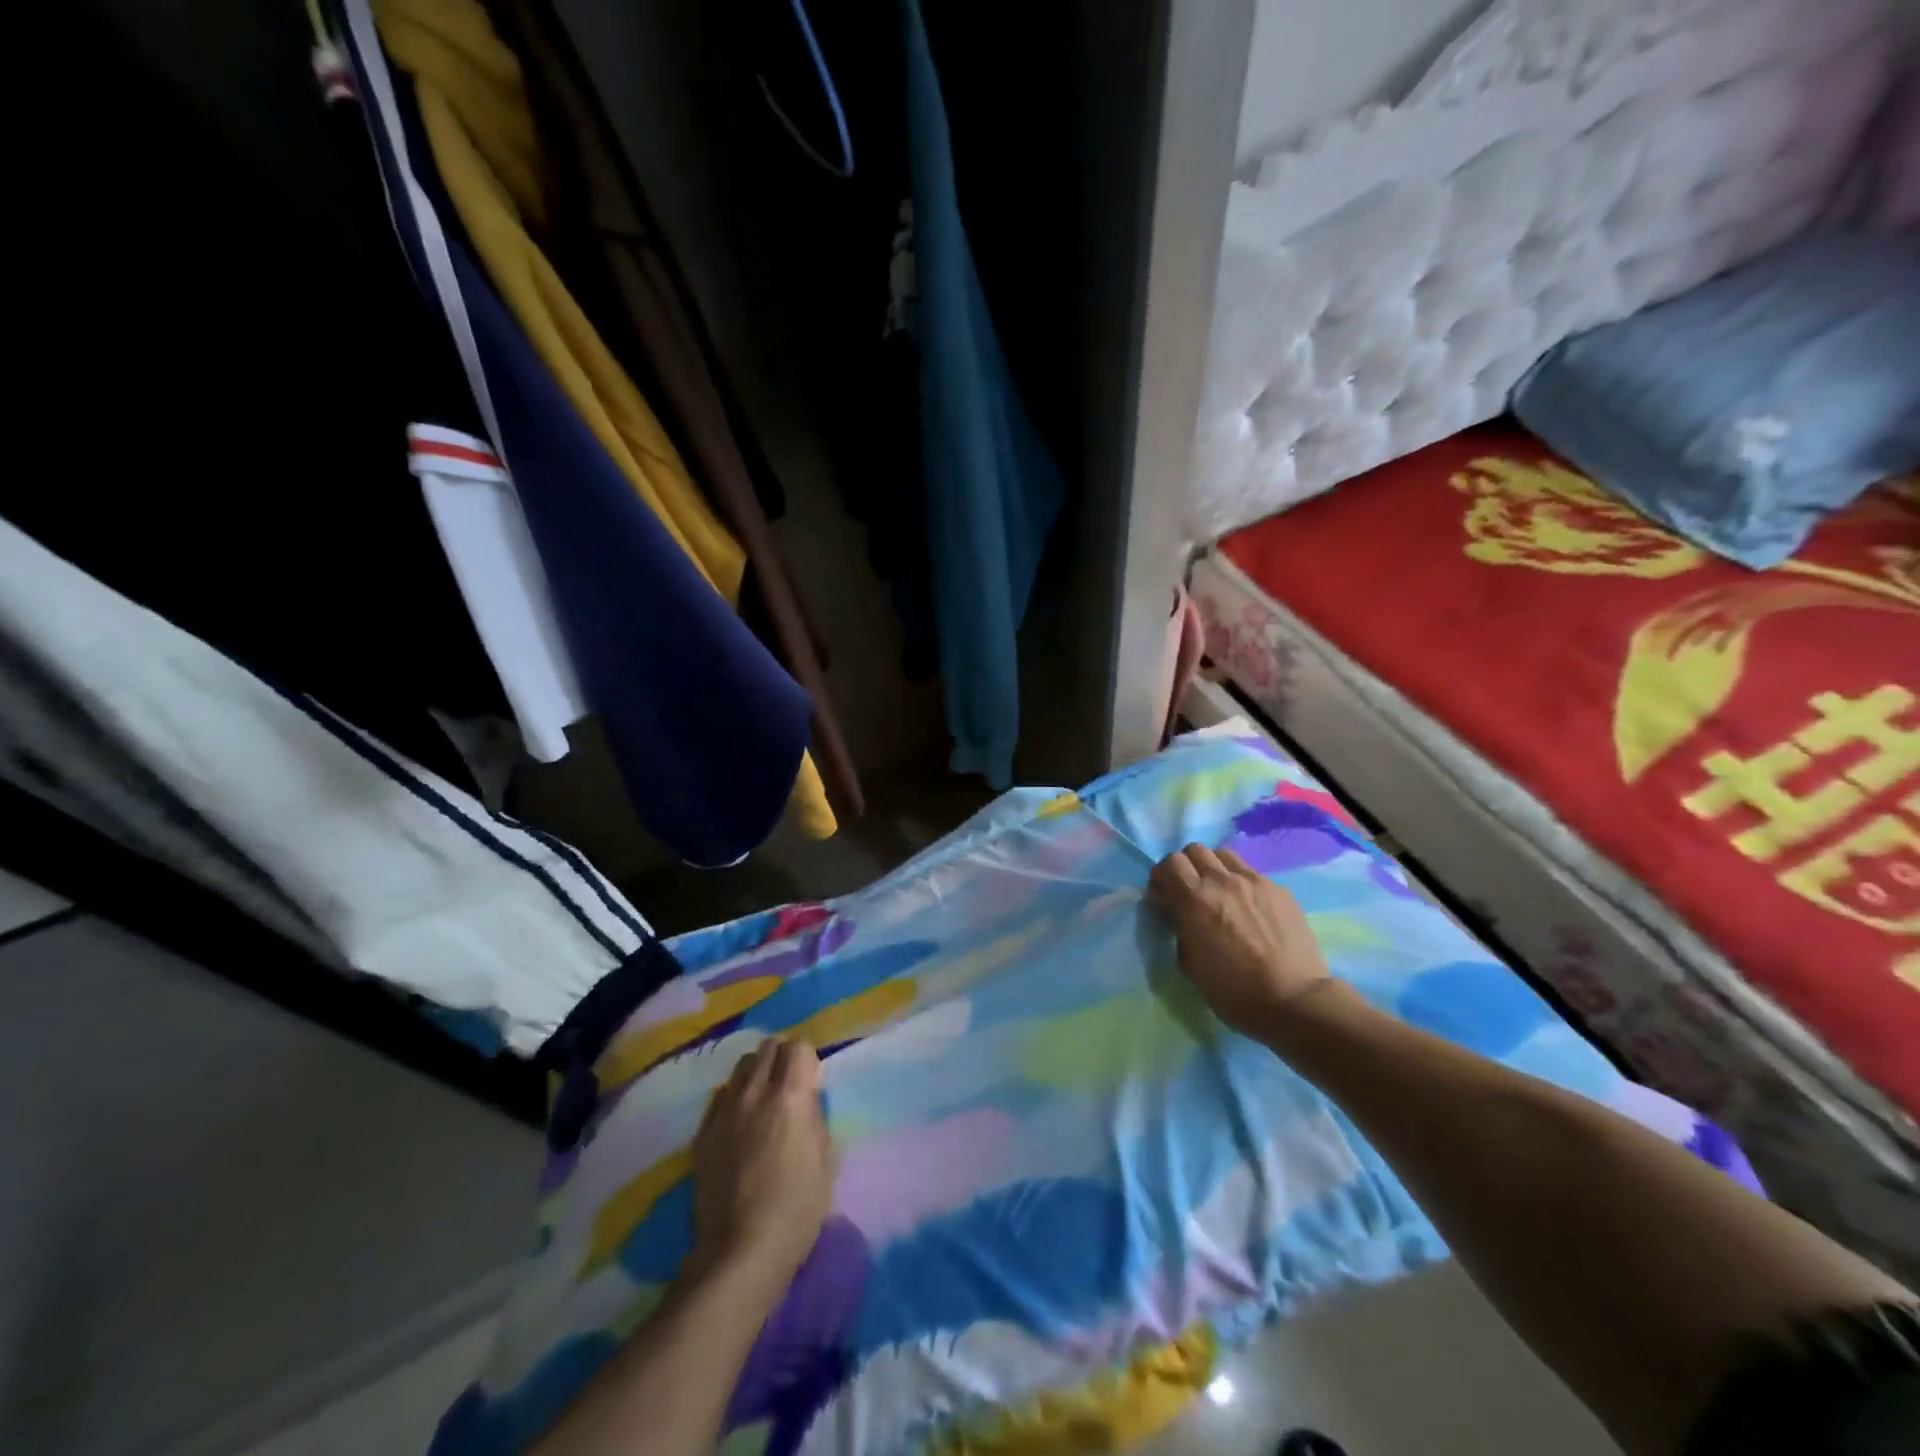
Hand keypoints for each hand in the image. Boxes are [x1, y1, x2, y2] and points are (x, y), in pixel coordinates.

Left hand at [690, 1038, 832, 1287]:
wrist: (740, 1252)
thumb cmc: (796, 1210)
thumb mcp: (825, 1160)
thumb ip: (815, 1119)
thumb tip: (806, 1103)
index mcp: (790, 1096)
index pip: (798, 1047)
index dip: (807, 1059)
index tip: (811, 1080)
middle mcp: (755, 1093)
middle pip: (767, 1048)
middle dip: (782, 1057)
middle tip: (789, 1083)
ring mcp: (724, 1112)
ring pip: (741, 1067)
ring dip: (757, 1073)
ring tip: (763, 1098)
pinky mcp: (702, 1134)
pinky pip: (719, 1097)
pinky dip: (734, 1097)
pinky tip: (739, 1122)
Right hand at [1148, 843, 1334, 1036]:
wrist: (1295, 1001)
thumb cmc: (1235, 992)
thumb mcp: (1190, 964)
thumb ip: (1180, 928)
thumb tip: (1180, 914)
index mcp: (1195, 900)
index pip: (1169, 864)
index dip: (1162, 878)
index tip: (1164, 897)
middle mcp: (1222, 881)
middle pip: (1194, 850)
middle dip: (1186, 867)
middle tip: (1189, 892)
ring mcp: (1254, 881)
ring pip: (1223, 854)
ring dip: (1213, 867)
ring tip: (1219, 893)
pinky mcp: (1279, 889)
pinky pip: (1251, 873)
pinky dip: (1241, 883)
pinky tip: (1250, 909)